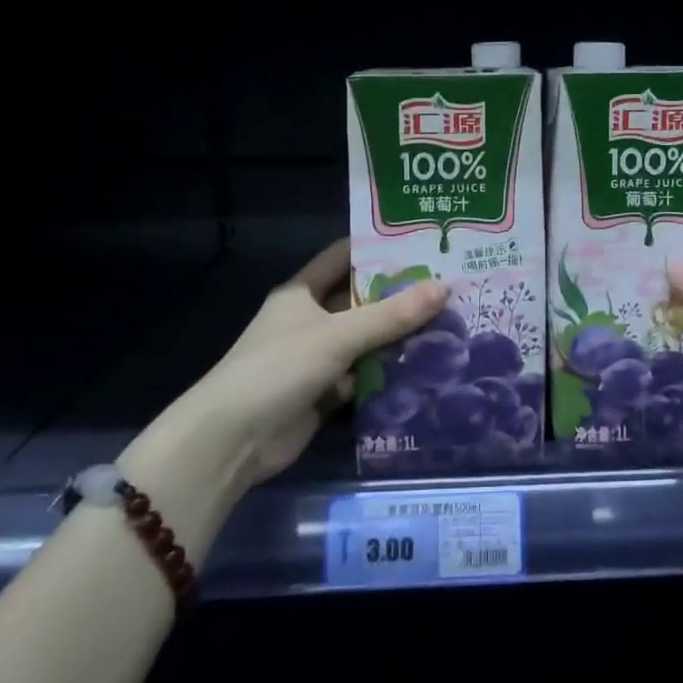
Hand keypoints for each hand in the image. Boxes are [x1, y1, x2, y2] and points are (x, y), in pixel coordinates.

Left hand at [126, 240, 446, 513]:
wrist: (231, 441)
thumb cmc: (279, 368)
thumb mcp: (338, 335)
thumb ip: (391, 315)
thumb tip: (444, 287)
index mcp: (303, 292)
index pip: (344, 257)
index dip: (378, 247)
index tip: (421, 240)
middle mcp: (310, 320)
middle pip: (361, 300)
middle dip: (400, 295)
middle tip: (449, 284)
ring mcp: (317, 358)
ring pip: (367, 340)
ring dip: (399, 336)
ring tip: (451, 321)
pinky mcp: (325, 393)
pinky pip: (365, 375)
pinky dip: (390, 373)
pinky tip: (429, 366)